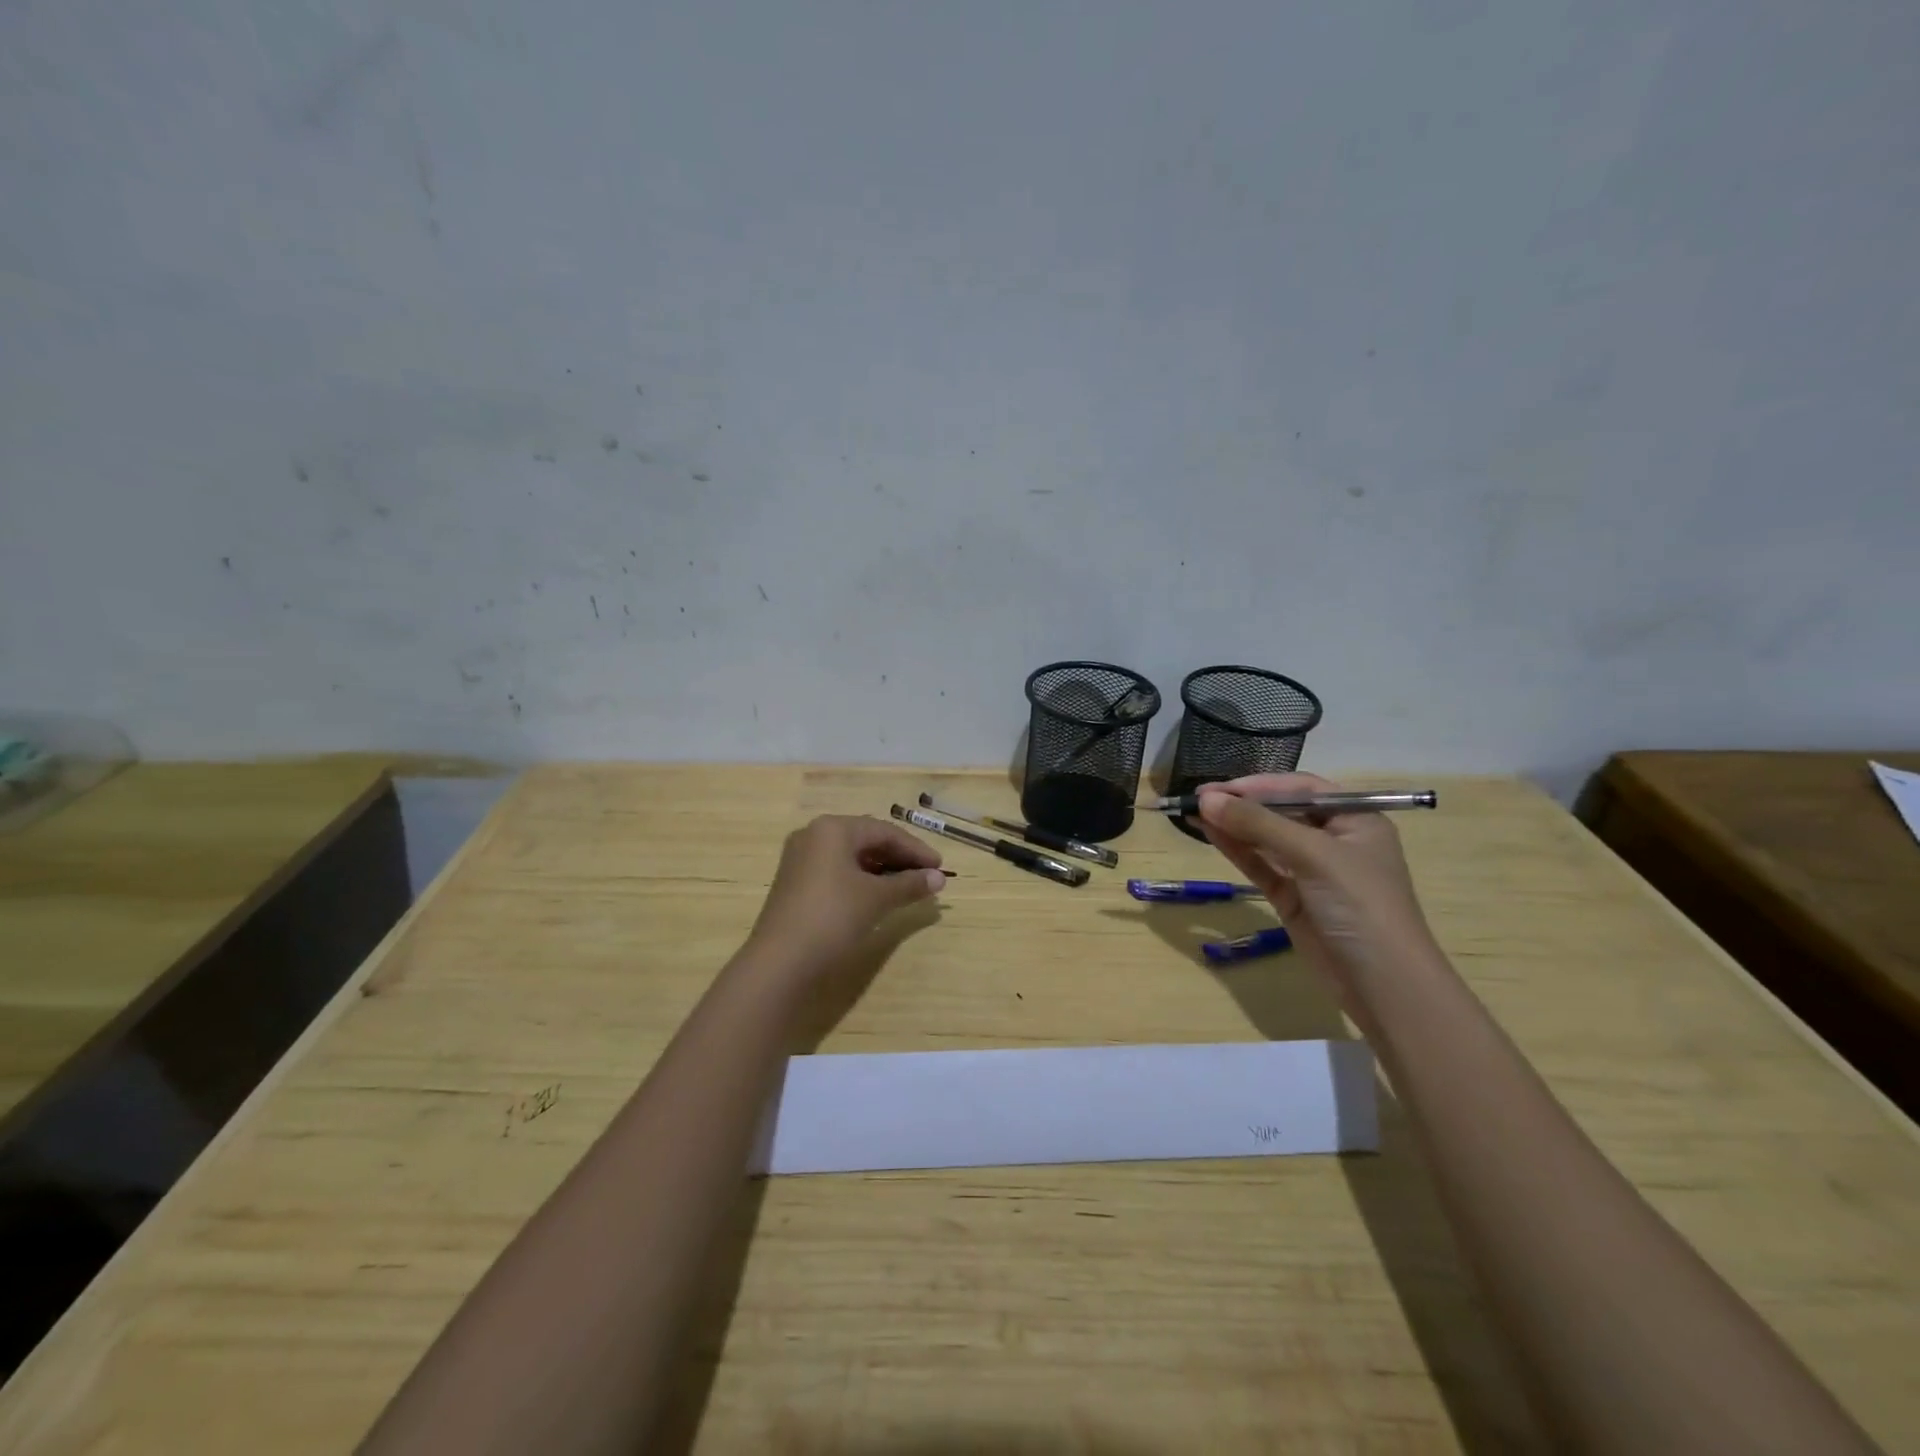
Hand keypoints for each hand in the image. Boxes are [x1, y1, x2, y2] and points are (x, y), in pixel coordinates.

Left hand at [746, 815, 947, 973]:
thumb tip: (939, 878)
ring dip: (882, 870)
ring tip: (908, 887)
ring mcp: (801, 860)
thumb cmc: (832, 917)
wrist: (779, 963)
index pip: (884, 831)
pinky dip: (862, 880)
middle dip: (900, 858)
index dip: (916, 850)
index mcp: (833, 829)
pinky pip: (837, 872)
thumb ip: (910, 884)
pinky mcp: (796, 883)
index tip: (940, 868)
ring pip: (852, 857)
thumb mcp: (876, 898)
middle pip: (867, 840)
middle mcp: (814, 836)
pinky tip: (878, 896)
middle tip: (927, 877)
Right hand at [1197, 774, 1441, 1019]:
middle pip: (1281, 812)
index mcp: (1355, 820)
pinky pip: (1261, 865)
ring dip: (1233, 826)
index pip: (1301, 789)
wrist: (1383, 985)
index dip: (1259, 784)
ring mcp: (1312, 872)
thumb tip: (1206, 798)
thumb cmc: (1360, 905)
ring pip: (1266, 839)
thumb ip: (1259, 825)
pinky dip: (1237, 850)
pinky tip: (1211, 835)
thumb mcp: (1314, 856)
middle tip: (1198, 798)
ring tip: (1194, 813)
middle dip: (1242, 804)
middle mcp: (1334, 841)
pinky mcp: (1293, 899)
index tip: (1217, 787)